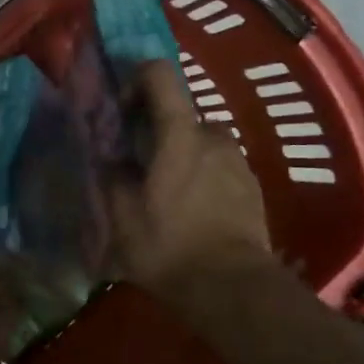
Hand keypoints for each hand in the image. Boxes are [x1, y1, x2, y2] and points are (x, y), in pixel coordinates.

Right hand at [107, 61, 272, 292]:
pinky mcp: (252, 186)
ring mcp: (238, 162)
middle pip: (181, 113)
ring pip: (202, 141)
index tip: (123, 113)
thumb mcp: (122, 217)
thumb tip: (111, 159)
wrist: (234, 288)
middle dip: (158, 129)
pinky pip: (220, 165)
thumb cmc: (171, 247)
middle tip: (140, 165)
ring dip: (182, 154)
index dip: (136, 80)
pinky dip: (202, 175)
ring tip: (167, 193)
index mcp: (180, 134)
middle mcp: (214, 137)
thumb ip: (113, 177)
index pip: (160, 74)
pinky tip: (192, 211)